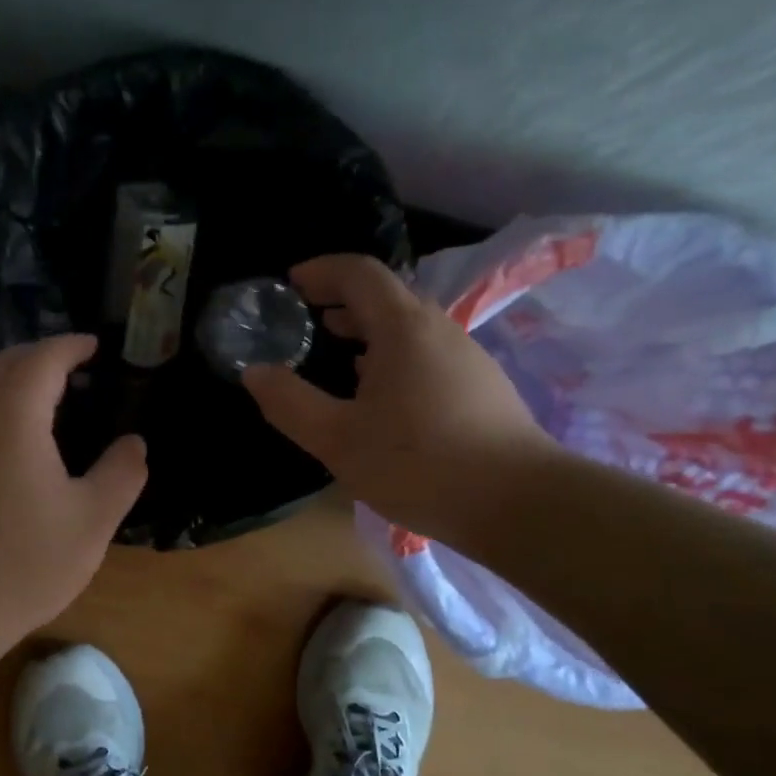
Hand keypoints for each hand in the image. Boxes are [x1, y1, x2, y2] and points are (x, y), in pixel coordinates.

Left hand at [0, 335, 147, 665]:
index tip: (94, 345)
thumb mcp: (92, 520)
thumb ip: (121, 473)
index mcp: (14, 417)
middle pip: (5, 365)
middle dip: (40, 355)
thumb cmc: (27, 559)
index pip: (42, 359)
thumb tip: (134, 443)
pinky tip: (19, 441)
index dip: (70, 346)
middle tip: (75, 365)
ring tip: (51, 398)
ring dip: (16, 382)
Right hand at [242, 254, 559, 544]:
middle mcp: (438, 329)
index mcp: (403, 327)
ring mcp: (466, 357)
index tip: (289, 284)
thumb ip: (289, 402)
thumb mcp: (337, 439)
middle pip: (385, 296)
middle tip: (304, 321)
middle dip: (340, 301)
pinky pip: (425, 354)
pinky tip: (378, 397)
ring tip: (335, 355)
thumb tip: (254, 372)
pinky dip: (391, 356)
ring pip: (408, 327)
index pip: (358, 273)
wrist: (520, 504)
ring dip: (367, 331)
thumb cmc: (419, 463)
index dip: (320, 271)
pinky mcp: (480, 387)